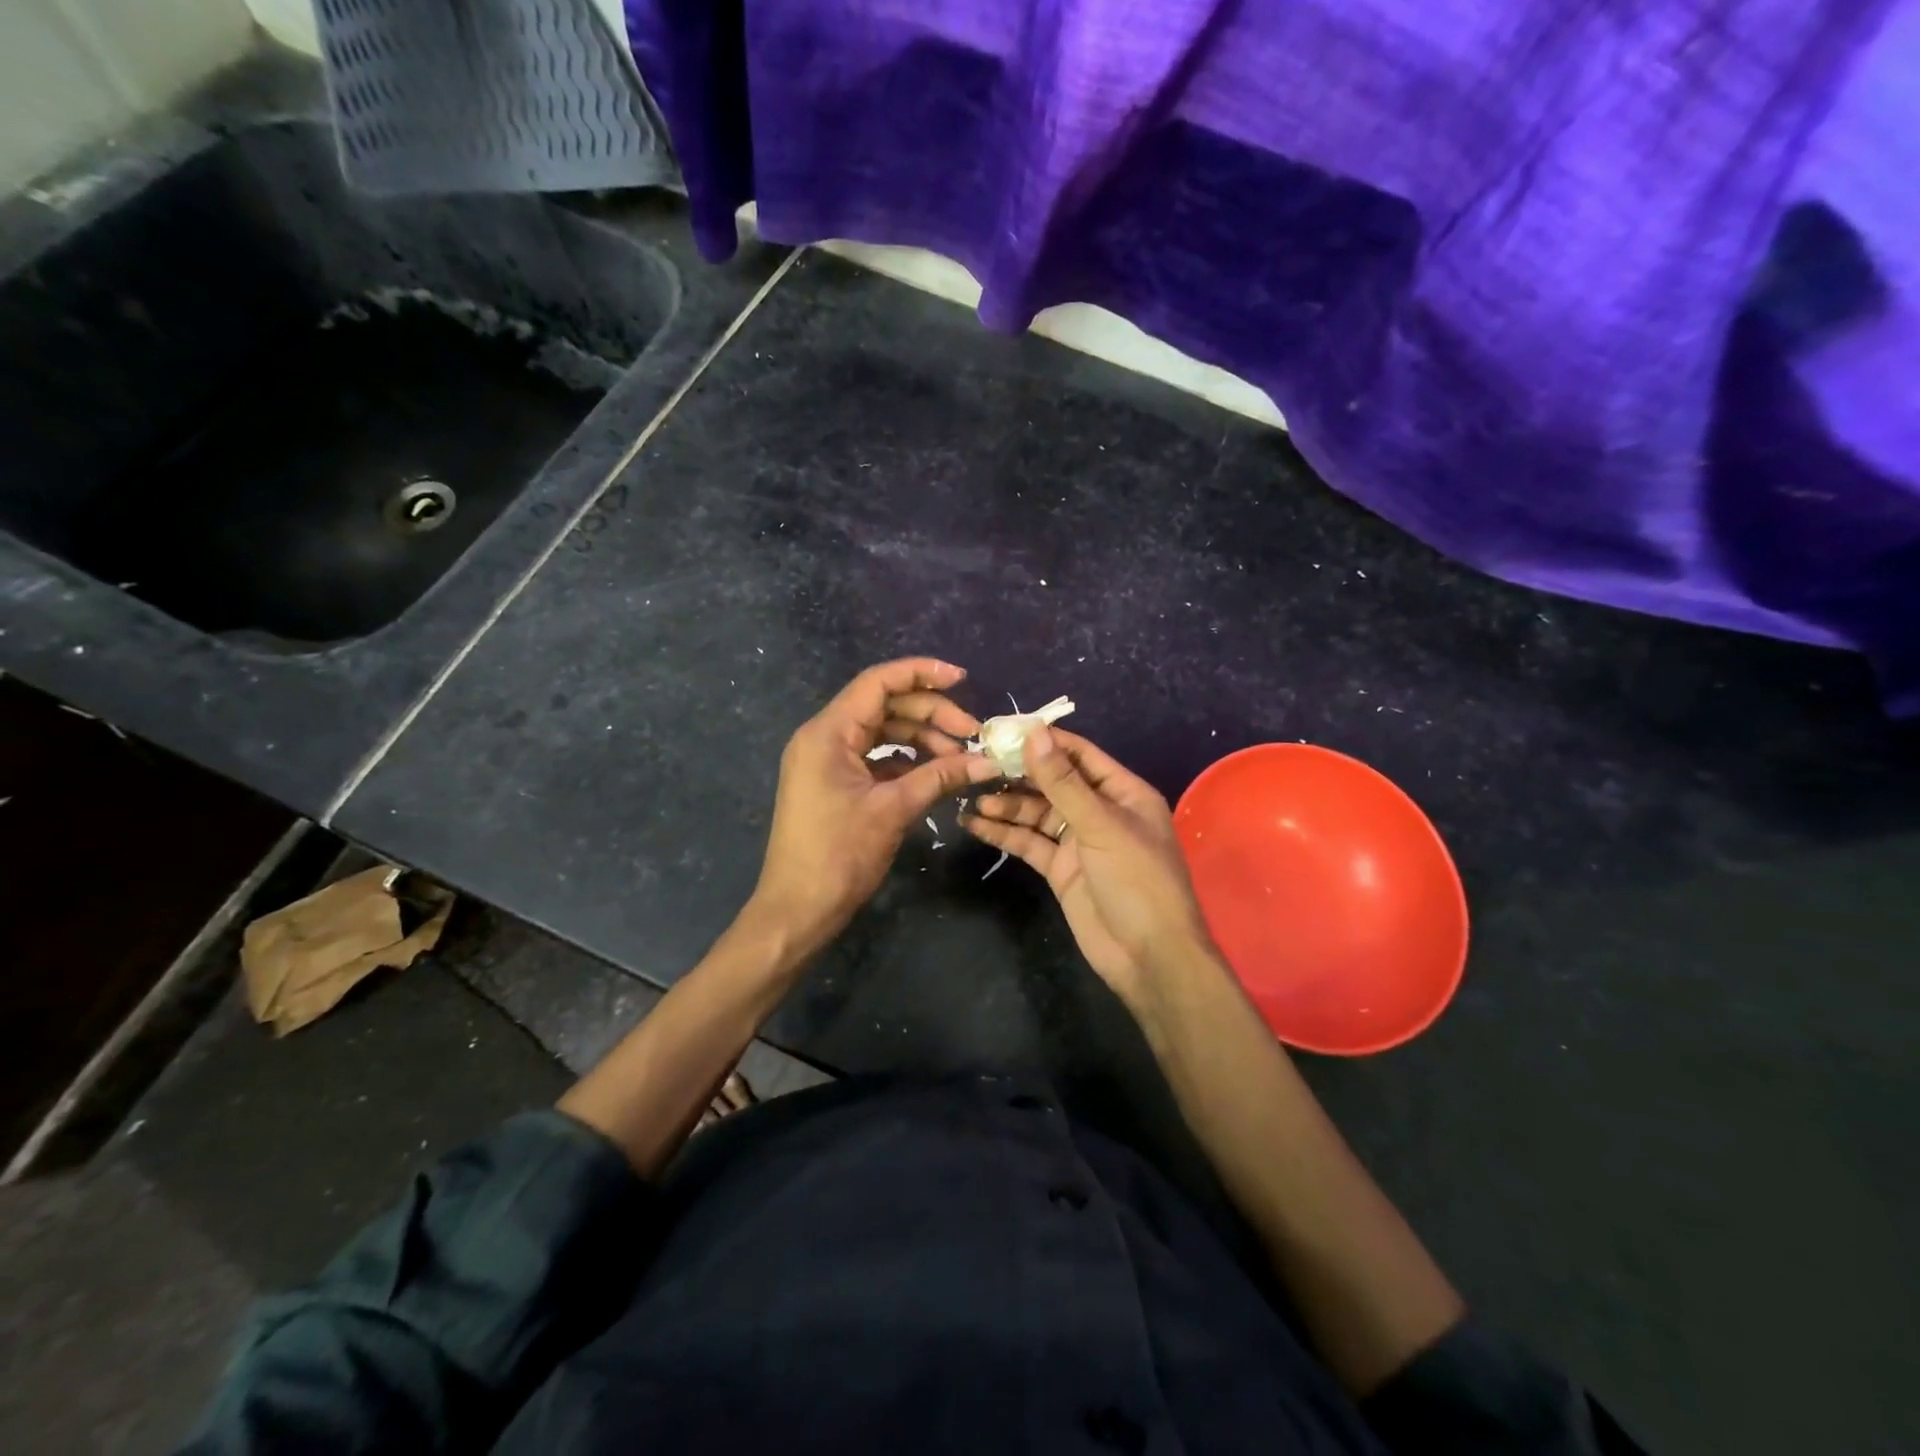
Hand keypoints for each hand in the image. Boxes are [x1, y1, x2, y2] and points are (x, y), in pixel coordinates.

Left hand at [751, 658, 1002, 952]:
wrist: (797, 909)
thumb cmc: (838, 855)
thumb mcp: (893, 810)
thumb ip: (940, 777)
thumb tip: (988, 762)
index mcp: (828, 733)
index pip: (878, 683)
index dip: (921, 673)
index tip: (963, 679)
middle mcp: (824, 737)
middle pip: (884, 706)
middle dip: (930, 714)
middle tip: (972, 733)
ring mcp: (827, 761)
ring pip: (882, 732)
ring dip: (921, 739)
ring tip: (960, 759)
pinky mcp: (834, 783)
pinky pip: (875, 757)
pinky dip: (906, 761)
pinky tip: (936, 774)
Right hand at [962, 726, 1217, 1008]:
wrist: (1148, 956)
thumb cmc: (1136, 880)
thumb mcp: (1101, 825)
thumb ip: (1063, 781)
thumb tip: (1033, 732)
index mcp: (1122, 792)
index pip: (1078, 754)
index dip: (1044, 741)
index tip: (1003, 730)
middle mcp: (1100, 812)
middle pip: (1054, 783)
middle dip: (1018, 774)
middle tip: (978, 763)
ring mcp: (1078, 842)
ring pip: (1037, 813)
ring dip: (1007, 804)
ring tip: (971, 797)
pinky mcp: (1060, 870)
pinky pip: (1029, 843)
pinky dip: (1003, 833)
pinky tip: (974, 824)